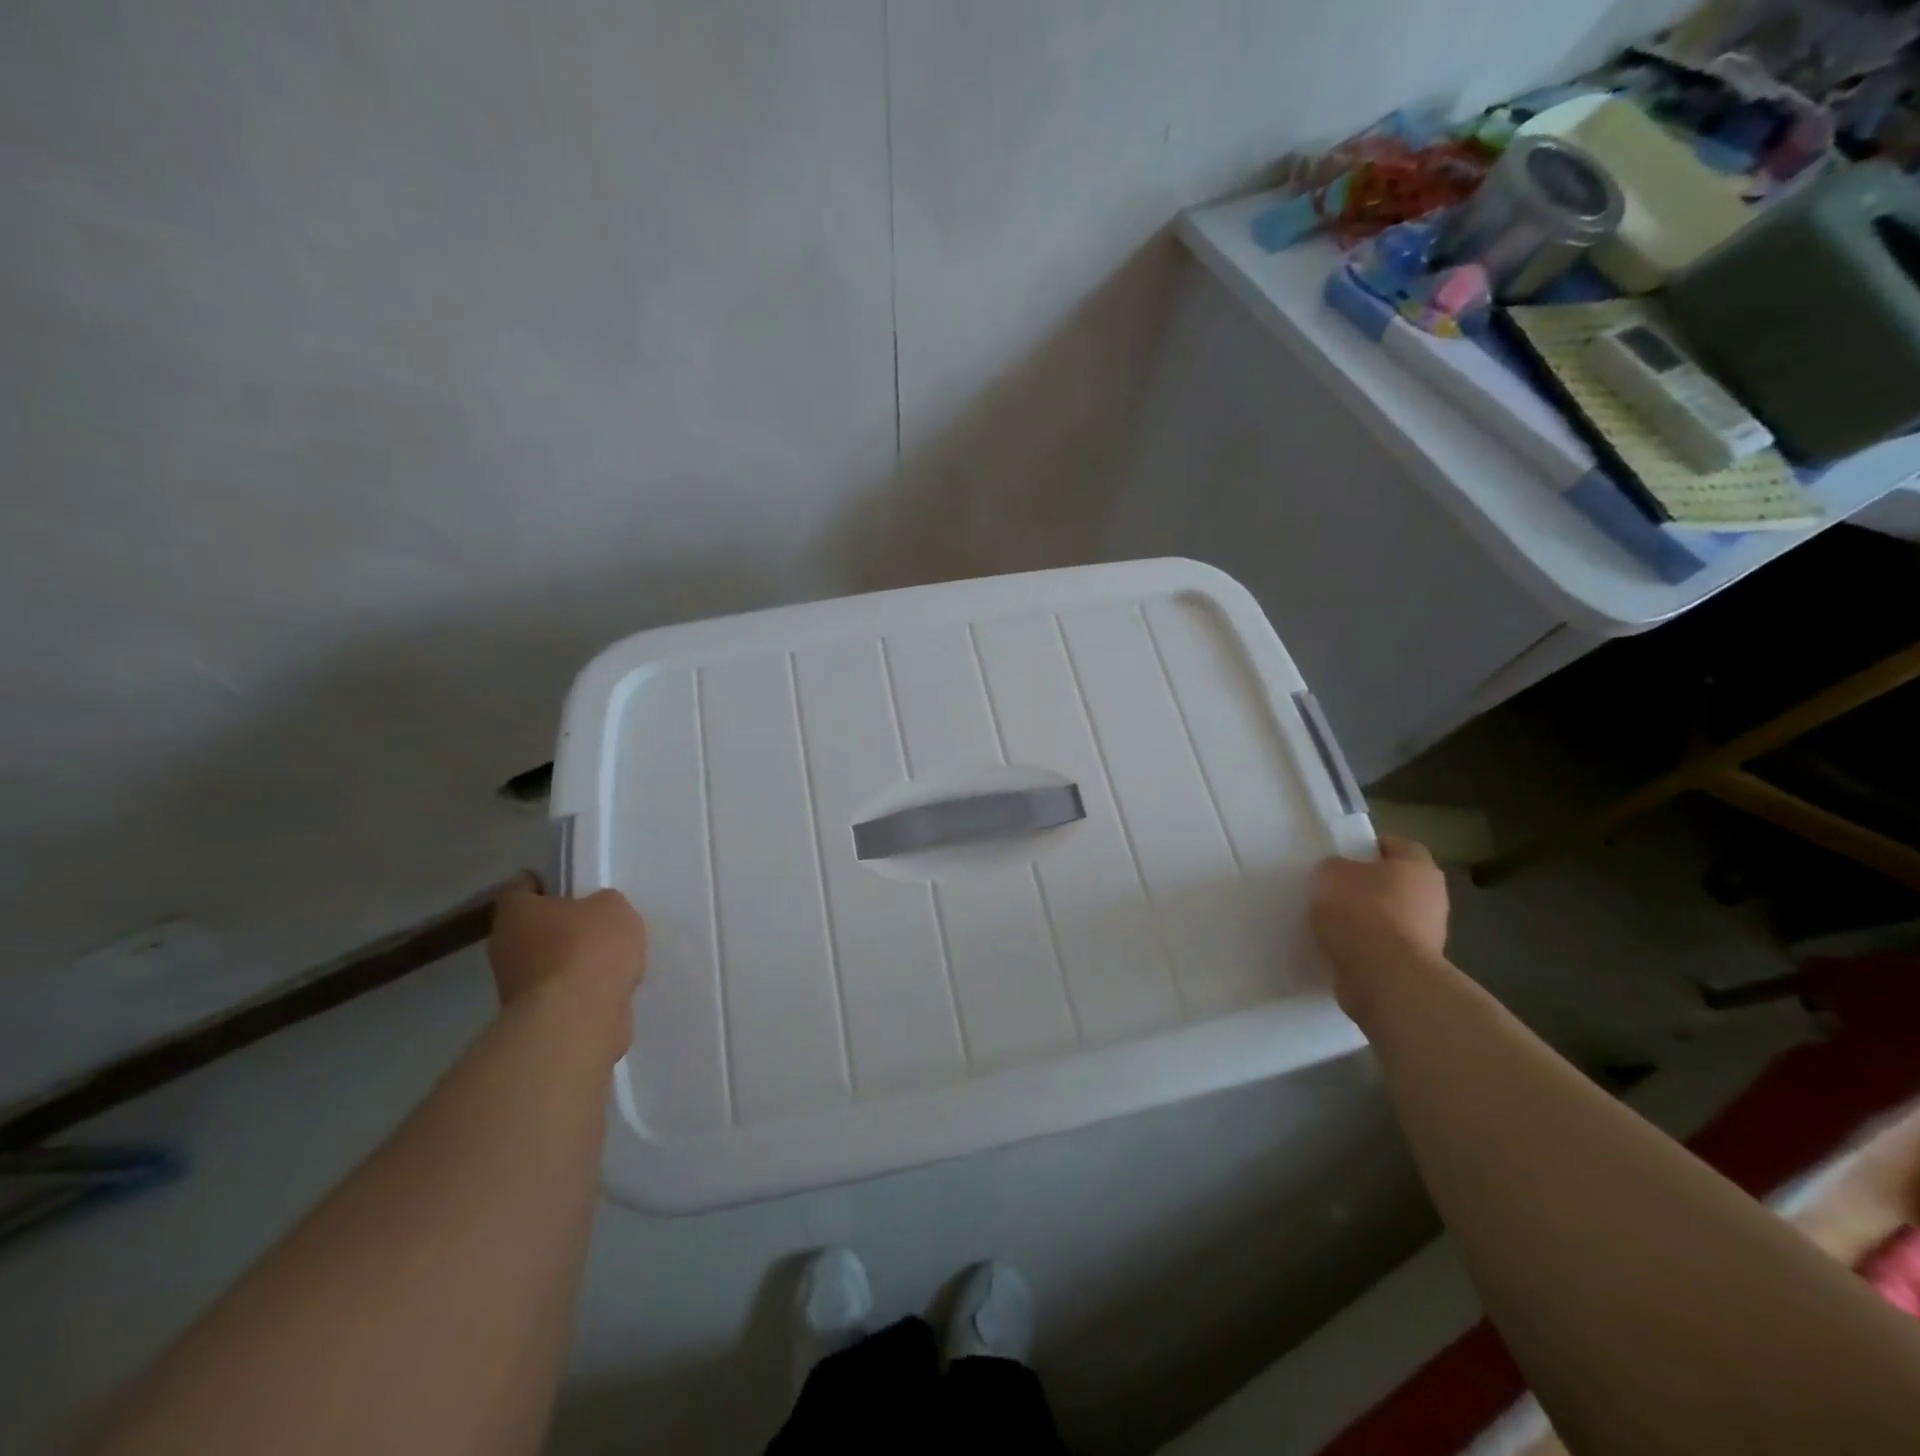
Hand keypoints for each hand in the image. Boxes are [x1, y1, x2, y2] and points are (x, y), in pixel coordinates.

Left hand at [488, 884, 647, 1022]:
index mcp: (516, 912)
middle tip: (597, 925)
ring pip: (547, 964)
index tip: (571, 887)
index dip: (545, 885)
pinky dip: (581, 992)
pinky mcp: (535, 1019)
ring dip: (572, 963)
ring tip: (611, 961)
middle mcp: (505, 947)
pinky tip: (610, 989)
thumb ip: (604, 905)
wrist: (576, 1020)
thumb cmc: (589, 949)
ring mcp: (516, 988)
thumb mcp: (613, 908)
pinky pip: (561, 995)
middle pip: (533, 929)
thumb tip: (598, 916)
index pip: (522, 889)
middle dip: (562, 928)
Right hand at [1311, 836, 1449, 1015]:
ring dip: (1366, 920)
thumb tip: (1341, 875)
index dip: (1369, 848)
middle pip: (1395, 884)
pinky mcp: (1414, 966)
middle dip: (1367, 887)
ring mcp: (1428, 936)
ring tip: (1330, 924)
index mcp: (1418, 867)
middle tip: (1333, 890)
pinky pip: (1384, 948)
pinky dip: (1365, 948)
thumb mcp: (1331, 874)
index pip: (1397, 846)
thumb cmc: (1361, 912)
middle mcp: (1432, 898)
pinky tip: (1339, 949)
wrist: (1385, 978)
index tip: (1343, 857)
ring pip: (1390, 918)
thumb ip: (1336, 868)